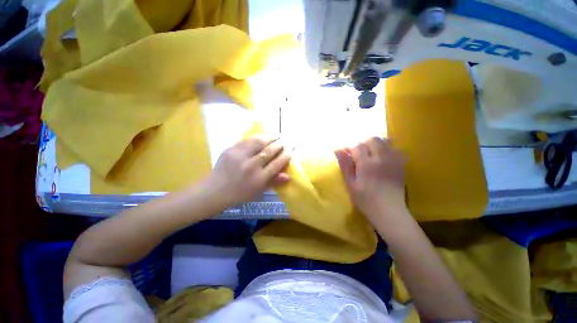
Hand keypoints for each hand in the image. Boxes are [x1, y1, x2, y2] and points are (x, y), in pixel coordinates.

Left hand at [205, 137, 291, 207]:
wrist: (215, 190)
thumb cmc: (240, 194)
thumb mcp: (258, 191)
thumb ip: (273, 182)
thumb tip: (288, 175)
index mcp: (258, 179)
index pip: (277, 163)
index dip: (286, 155)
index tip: (290, 149)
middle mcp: (250, 166)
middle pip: (270, 151)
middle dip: (280, 144)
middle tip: (285, 141)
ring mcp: (239, 156)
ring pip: (259, 142)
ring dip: (270, 137)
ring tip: (276, 135)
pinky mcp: (230, 150)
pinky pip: (247, 140)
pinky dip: (257, 138)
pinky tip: (262, 137)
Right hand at [335, 137, 405, 220]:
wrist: (389, 211)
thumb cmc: (365, 199)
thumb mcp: (350, 184)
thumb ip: (345, 165)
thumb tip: (338, 150)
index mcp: (367, 164)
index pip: (357, 146)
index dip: (350, 148)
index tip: (347, 154)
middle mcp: (382, 158)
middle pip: (373, 139)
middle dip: (363, 144)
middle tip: (359, 155)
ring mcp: (394, 160)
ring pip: (386, 141)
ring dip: (376, 144)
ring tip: (371, 154)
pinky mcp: (401, 165)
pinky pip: (396, 149)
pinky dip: (388, 149)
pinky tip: (383, 158)